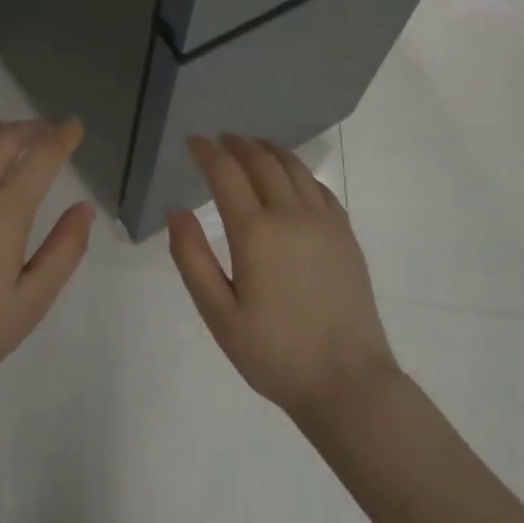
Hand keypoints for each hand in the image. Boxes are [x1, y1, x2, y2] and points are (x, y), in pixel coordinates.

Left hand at [0, 116, 94, 410]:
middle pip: (5, 138)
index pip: (41, 156)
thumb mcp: (32, 302)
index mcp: (5, 212)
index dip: (62, 136)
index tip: (73, 126)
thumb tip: (84, 208)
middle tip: (46, 130)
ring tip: (3, 131)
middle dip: (31, 127)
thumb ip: (64, 251)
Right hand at [169, 135, 399, 423]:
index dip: (207, 152)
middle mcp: (292, 215)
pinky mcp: (345, 235)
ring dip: (268, 150)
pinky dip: (298, 171)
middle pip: (261, 161)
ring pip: (293, 167)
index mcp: (256, 232)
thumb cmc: (273, 353)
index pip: (226, 173)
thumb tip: (176, 210)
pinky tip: (291, 177)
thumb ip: (192, 258)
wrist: (347, 382)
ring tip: (251, 146)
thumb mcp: (218, 314)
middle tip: (219, 140)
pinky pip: (319, 187)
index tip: (192, 141)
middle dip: (236, 144)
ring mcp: (324, 222)